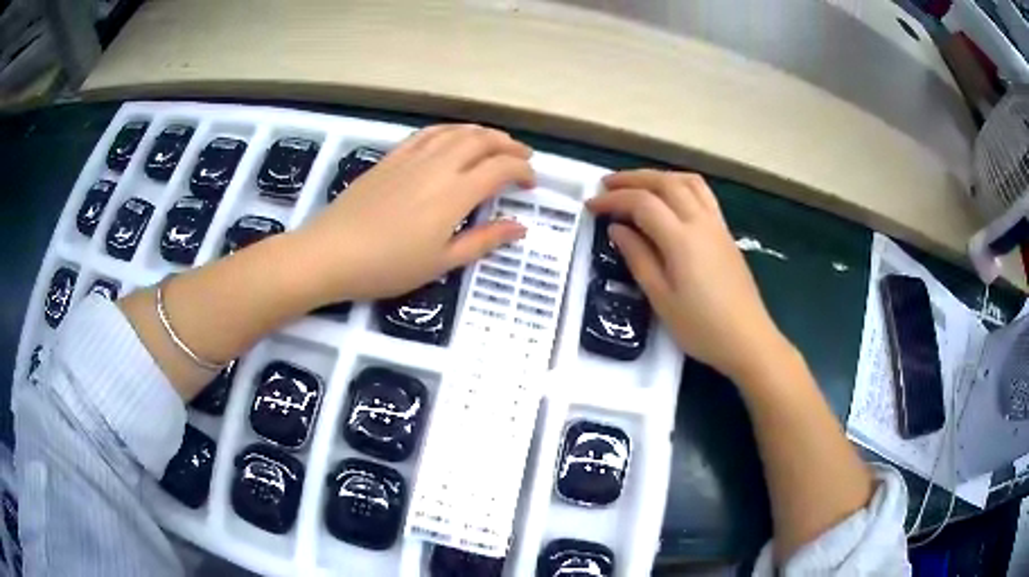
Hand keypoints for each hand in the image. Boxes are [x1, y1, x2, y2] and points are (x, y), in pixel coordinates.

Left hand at [298, 124, 533, 302]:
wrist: (332, 252)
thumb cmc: (388, 266)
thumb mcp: (441, 262)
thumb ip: (484, 241)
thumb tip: (521, 227)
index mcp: (455, 193)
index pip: (500, 168)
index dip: (522, 171)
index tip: (531, 183)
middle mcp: (438, 165)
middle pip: (482, 141)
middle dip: (508, 145)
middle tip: (522, 157)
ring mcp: (413, 157)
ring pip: (456, 132)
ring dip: (482, 133)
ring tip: (496, 142)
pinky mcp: (392, 157)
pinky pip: (428, 133)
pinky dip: (449, 130)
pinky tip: (453, 137)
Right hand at [587, 170, 789, 381]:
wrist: (747, 339)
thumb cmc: (701, 327)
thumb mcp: (661, 298)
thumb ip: (638, 258)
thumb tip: (617, 229)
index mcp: (681, 239)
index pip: (642, 203)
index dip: (614, 200)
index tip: (591, 205)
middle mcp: (701, 222)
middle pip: (665, 182)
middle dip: (633, 178)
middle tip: (607, 186)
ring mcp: (717, 225)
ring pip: (687, 182)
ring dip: (659, 176)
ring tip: (638, 185)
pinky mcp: (726, 233)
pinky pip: (703, 194)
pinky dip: (680, 185)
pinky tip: (671, 199)